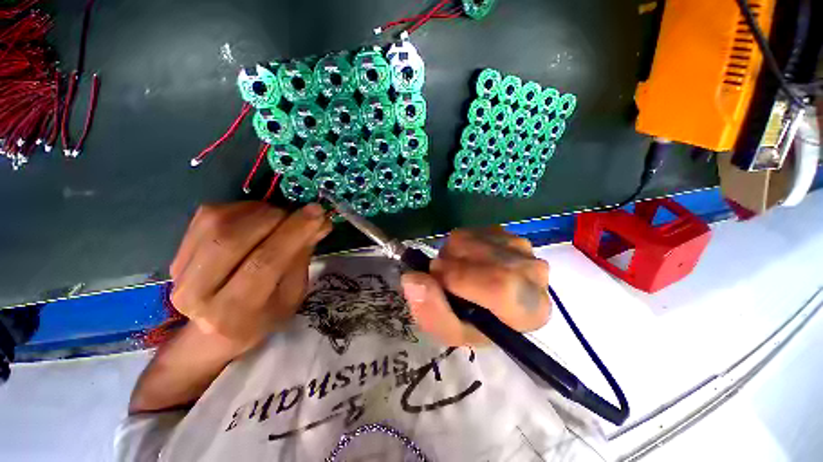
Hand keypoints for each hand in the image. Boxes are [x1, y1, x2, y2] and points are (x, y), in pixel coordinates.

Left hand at [169, 202, 330, 354]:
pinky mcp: (176, 252)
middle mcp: (197, 295)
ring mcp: (180, 272)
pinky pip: (209, 215)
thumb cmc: (265, 315)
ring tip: (280, 217)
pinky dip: (241, 209)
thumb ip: (302, 257)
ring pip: (218, 222)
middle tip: (298, 213)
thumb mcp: (293, 294)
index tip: (317, 211)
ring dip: (259, 211)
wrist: (216, 330)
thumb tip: (319, 222)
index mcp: (234, 313)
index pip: (264, 263)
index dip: (293, 232)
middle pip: (233, 239)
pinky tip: (258, 218)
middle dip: (274, 217)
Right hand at [401, 227, 550, 345]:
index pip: (501, 285)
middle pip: (485, 257)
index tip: (438, 279)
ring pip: (474, 240)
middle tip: (442, 276)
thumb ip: (431, 311)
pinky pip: (471, 231)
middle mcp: (535, 274)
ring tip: (454, 270)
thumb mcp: (450, 331)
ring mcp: (521, 248)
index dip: (460, 279)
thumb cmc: (474, 323)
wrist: (489, 303)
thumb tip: (412, 278)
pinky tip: (465, 259)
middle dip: (451, 264)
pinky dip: (458, 244)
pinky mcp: (506, 233)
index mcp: (530, 310)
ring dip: (452, 254)